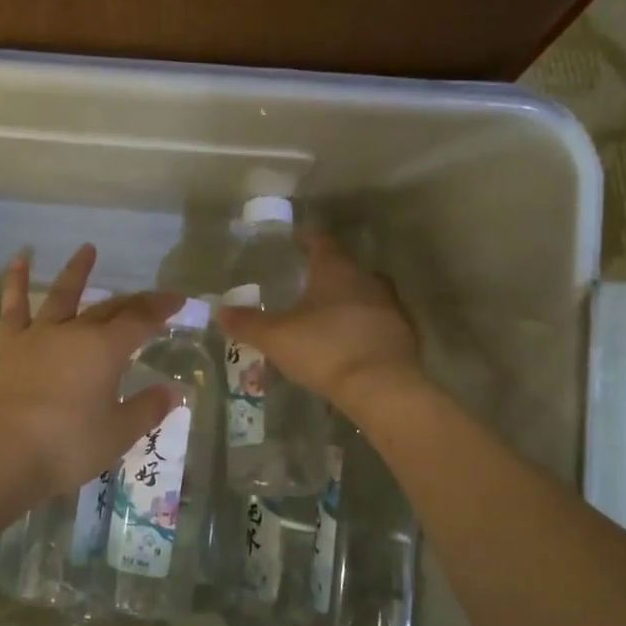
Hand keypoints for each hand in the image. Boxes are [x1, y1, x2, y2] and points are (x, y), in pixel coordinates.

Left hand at [0, 244, 184, 499]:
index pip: (141, 321)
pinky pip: (13, 307)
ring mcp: (37, 335)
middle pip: (109, 309)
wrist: (2, 454)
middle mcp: (74, 332)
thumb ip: (147, 408)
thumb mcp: (118, 433)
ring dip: (77, 272)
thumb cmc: (67, 446)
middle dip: (134, 301)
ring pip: (62, 296)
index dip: (161, 308)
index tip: (178, 299)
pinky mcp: (6, 346)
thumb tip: (174, 390)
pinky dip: (15, 282)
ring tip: (87, 249)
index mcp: (106, 350)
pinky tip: (18, 261)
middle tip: (151, 296)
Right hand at [216, 233, 421, 411]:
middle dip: (327, 273)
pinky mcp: (405, 335)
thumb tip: (220, 310)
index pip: (320, 242)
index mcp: (336, 270)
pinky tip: (350, 342)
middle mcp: (367, 279)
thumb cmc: (325, 349)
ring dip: (348, 300)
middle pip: (346, 268)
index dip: (307, 239)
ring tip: (327, 313)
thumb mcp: (276, 337)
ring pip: (365, 294)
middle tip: (308, 281)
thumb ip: (248, 323)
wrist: (383, 388)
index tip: (297, 237)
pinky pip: (378, 322)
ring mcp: (391, 307)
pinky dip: (363, 326)